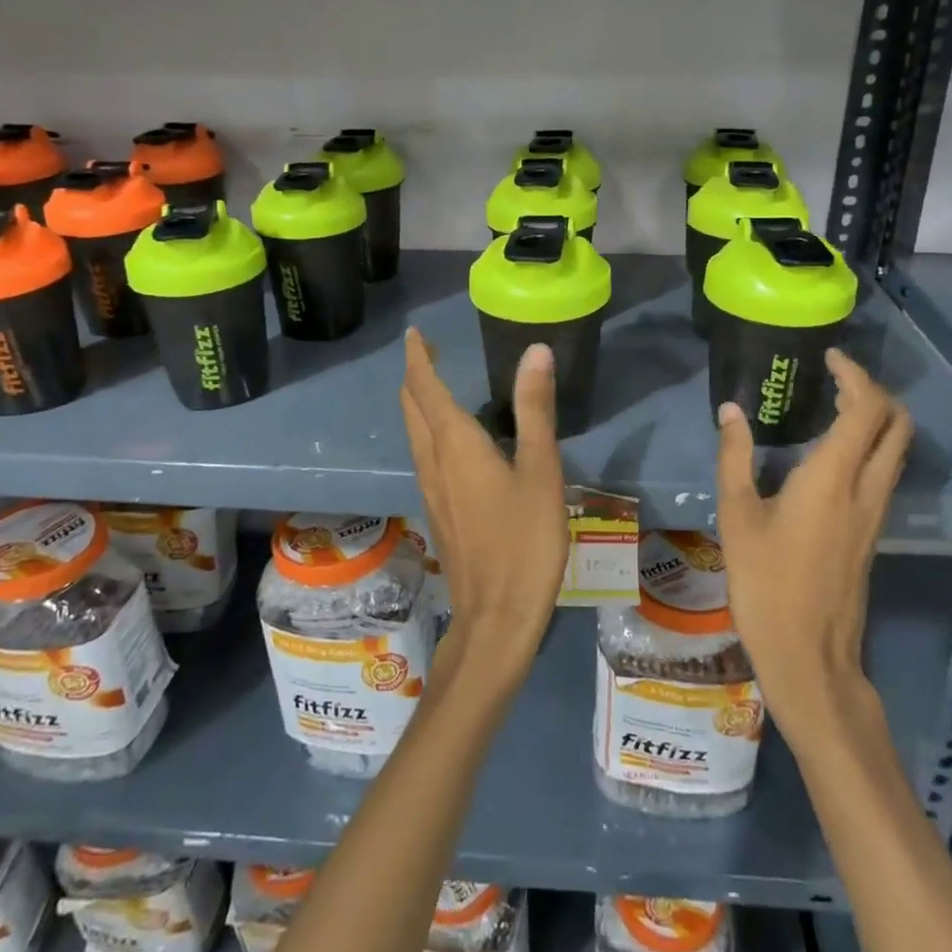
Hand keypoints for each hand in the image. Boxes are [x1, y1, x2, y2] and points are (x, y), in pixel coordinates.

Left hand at [400, 328, 568, 676]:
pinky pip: (424, 456)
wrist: (495, 617)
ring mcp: (430, 489)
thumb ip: (535, 410)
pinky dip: (429, 431)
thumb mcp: (540, 471)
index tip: (415, 333)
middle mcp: (433, 461)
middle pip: (411, 408)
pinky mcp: (438, 511)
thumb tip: (534, 351)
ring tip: (436, 385)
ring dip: (418, 404)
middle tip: (427, 352)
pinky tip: (452, 441)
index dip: (418, 357)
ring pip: (414, 434)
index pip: (425, 387)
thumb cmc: (524, 541)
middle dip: (415, 376)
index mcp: (454, 444)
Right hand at [714, 348, 911, 740]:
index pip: (866, 409)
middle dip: (875, 392)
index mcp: (833, 478)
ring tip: (833, 407)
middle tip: (836, 380)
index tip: (828, 358)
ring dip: (877, 419)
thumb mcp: (737, 516)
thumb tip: (731, 411)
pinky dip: (870, 446)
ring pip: (896, 450)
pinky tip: (831, 454)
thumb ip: (734, 458)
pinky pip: (885, 472)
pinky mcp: (872, 533)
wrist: (808, 654)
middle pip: (898, 425)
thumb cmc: (765, 583)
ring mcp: (876, 514)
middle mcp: (866, 489)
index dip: (854, 375)